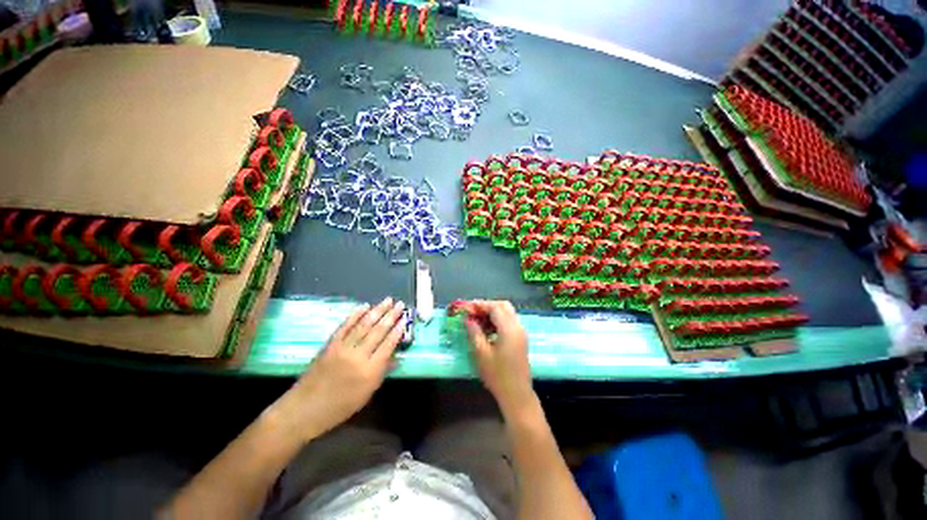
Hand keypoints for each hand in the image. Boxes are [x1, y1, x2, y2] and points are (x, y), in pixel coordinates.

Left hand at [275, 297, 406, 441]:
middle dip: (391, 316)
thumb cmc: (340, 406)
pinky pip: (345, 326)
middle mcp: (358, 356)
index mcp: (370, 371)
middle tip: (400, 304)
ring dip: (377, 310)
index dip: (398, 330)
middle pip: (378, 331)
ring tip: (388, 300)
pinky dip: (355, 315)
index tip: (405, 319)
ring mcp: (342, 348)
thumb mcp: (367, 394)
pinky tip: (364, 306)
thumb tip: (395, 356)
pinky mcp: (330, 344)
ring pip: (364, 325)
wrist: (304, 409)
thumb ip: (382, 372)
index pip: (388, 344)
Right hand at [463, 300, 534, 413]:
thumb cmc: (497, 375)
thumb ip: (474, 333)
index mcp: (509, 328)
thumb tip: (468, 319)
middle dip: (487, 306)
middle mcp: (517, 326)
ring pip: (507, 313)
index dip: (480, 305)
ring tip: (477, 320)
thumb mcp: (481, 353)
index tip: (467, 308)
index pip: (495, 307)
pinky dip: (498, 320)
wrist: (517, 394)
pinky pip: (509, 322)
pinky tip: (487, 330)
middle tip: (473, 312)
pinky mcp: (521, 339)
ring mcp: (521, 332)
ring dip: (493, 313)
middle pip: (503, 306)